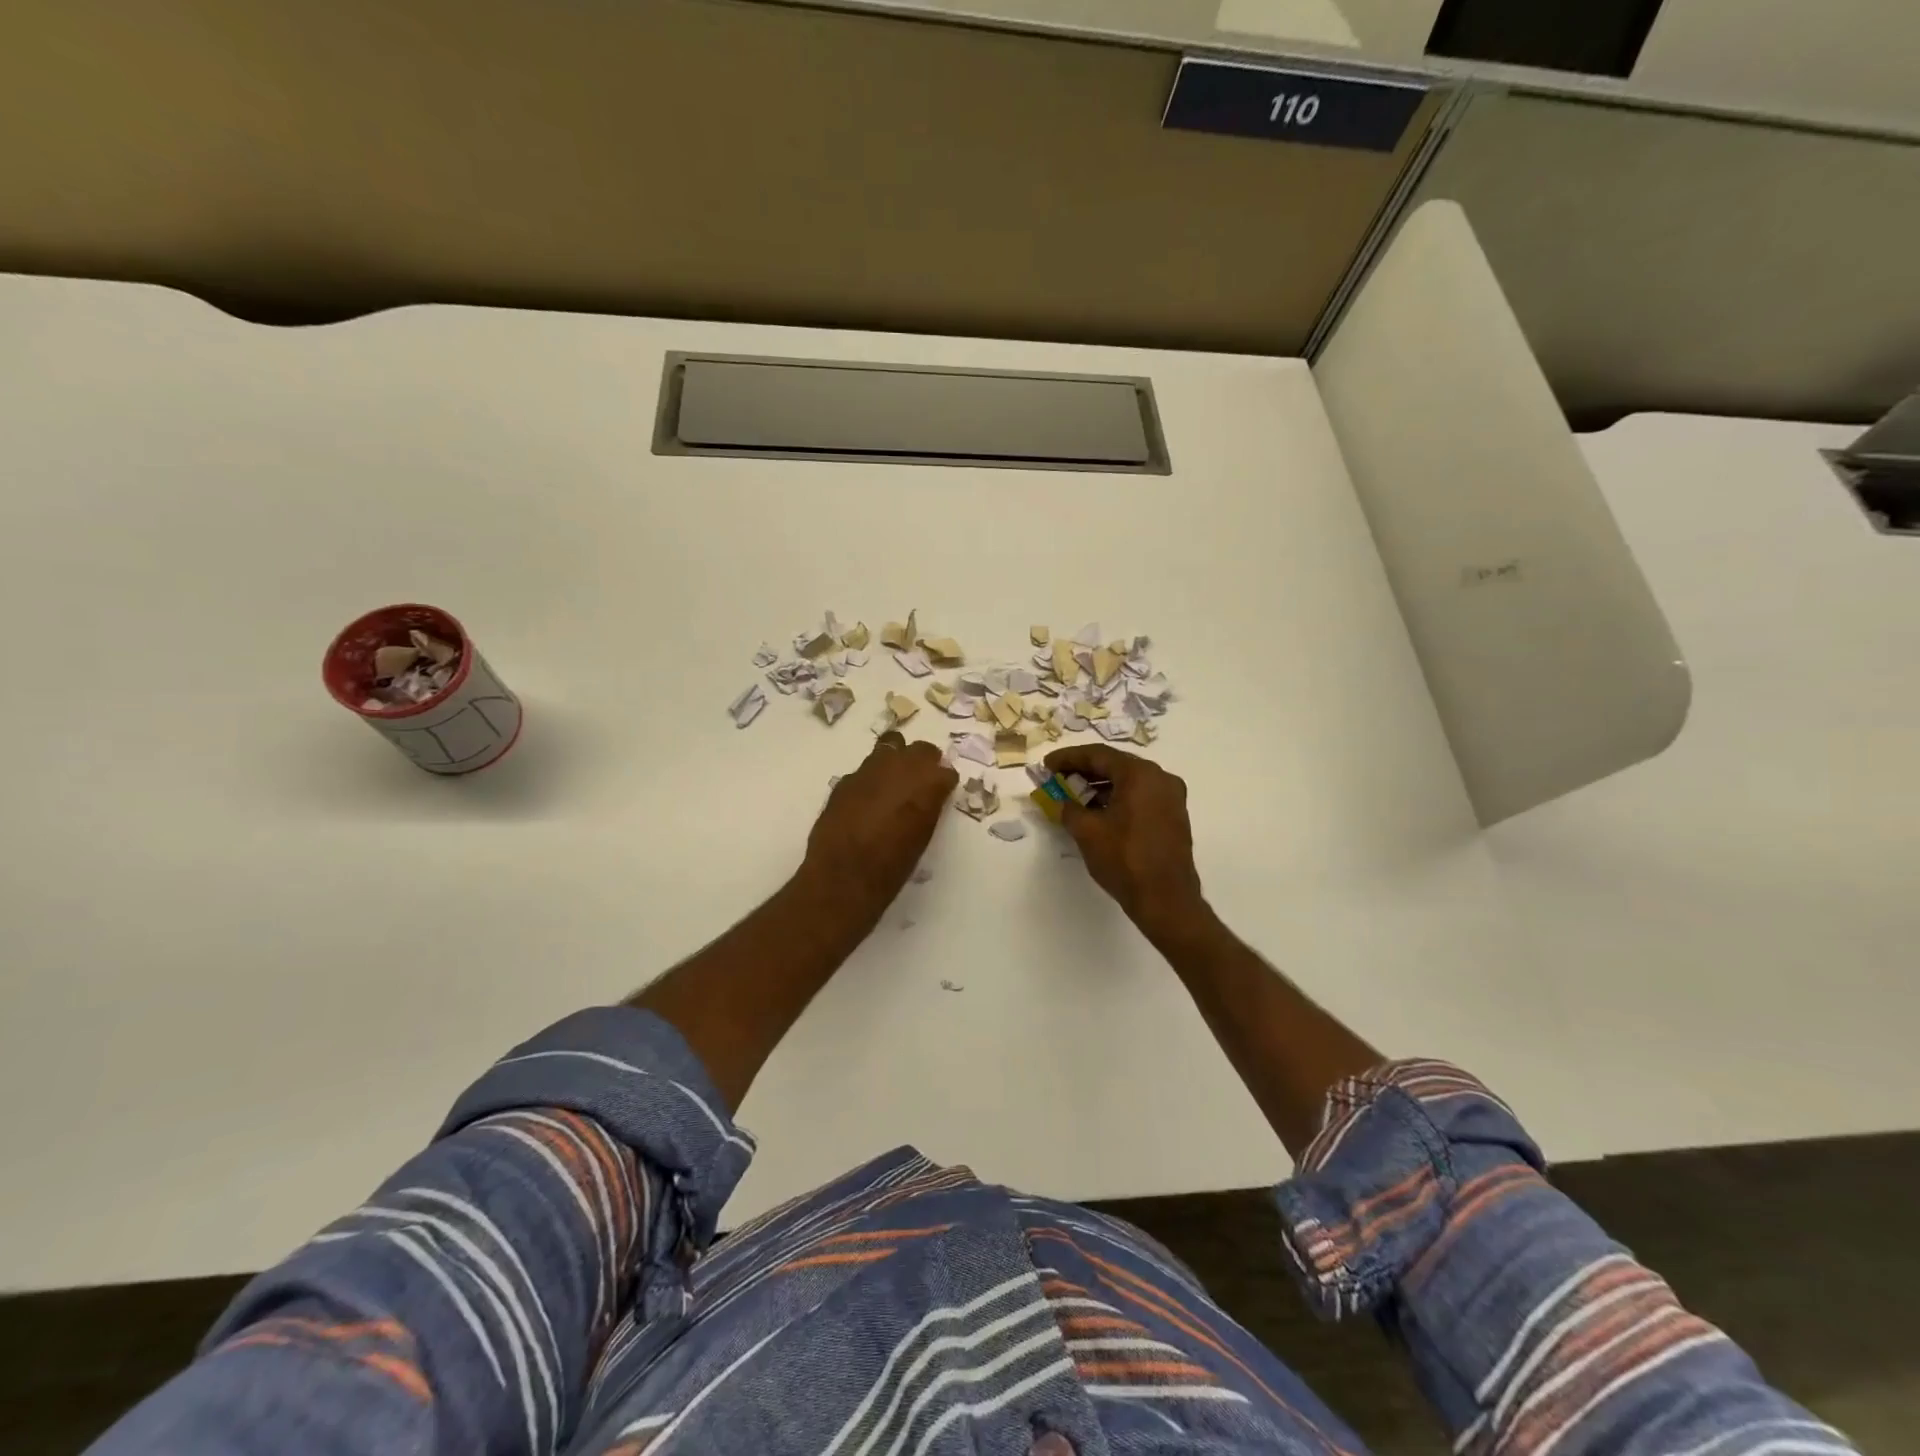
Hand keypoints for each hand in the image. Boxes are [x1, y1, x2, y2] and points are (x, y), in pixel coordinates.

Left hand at [805, 731, 957, 911]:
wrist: (843, 876)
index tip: (942, 791)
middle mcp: (900, 768)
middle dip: (925, 762)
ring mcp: (870, 770)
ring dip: (896, 760)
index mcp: (927, 784)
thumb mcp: (922, 837)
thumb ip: (927, 808)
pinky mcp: (846, 780)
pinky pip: (865, 769)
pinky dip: (872, 778)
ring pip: (890, 746)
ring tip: (894, 781)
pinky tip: (867, 798)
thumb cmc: (892, 867)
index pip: (945, 770)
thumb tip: (927, 798)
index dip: (944, 781)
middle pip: (921, 750)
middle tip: (922, 781)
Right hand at [1045, 744, 1206, 934]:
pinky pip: (1140, 796)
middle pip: (1115, 765)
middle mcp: (1160, 778)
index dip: (1068, 758)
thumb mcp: (1087, 832)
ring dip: (1100, 786)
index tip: (1047, 765)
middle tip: (1058, 778)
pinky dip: (1118, 798)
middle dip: (1084, 770)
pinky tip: (1097, 811)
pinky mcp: (1173, 816)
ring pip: (1129, 781)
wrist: (1166, 899)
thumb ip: (1068, 808)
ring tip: (1073, 796)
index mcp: (1140, 774)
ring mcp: (1171, 797)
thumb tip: (1061, 802)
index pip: (1098, 755)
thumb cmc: (1125, 860)